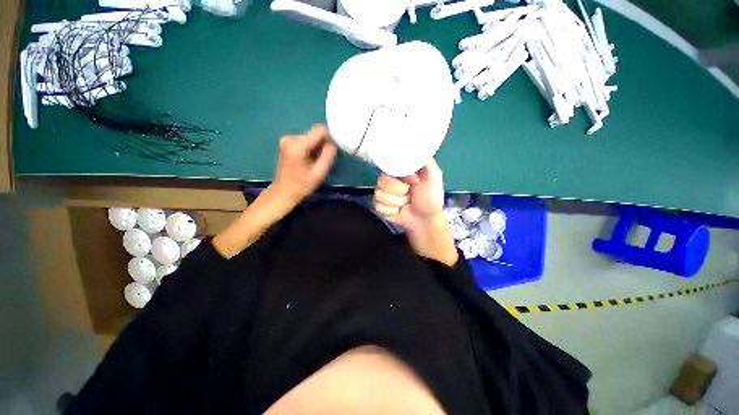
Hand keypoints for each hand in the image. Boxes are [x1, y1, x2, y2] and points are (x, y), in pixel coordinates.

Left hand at [271, 125, 337, 207]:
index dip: (329, 138)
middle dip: (322, 144)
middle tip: (323, 159)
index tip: (332, 150)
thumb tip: (333, 142)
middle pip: (314, 134)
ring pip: (310, 136)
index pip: (319, 130)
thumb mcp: (320, 172)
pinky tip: (309, 158)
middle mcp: (290, 138)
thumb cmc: (303, 184)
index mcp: (297, 146)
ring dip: (316, 146)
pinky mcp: (286, 141)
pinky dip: (310, 147)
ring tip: (316, 160)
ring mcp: (286, 139)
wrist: (284, 190)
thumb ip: (328, 155)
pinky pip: (304, 139)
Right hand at [373, 159, 444, 231]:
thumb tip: (416, 146)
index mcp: (400, 170)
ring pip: (380, 194)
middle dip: (399, 190)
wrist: (425, 219)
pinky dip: (391, 211)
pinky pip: (378, 206)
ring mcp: (383, 193)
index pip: (389, 164)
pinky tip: (399, 211)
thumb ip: (425, 160)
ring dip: (396, 202)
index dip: (401, 175)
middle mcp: (389, 179)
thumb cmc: (430, 197)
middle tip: (410, 193)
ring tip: (406, 203)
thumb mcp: (433, 176)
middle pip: (382, 180)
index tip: (414, 180)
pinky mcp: (379, 205)